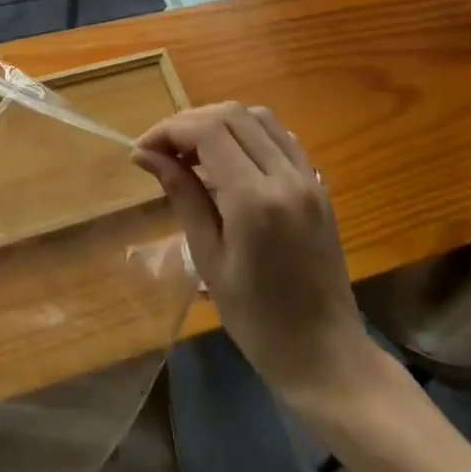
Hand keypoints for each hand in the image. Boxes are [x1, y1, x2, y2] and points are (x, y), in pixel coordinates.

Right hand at [133, 103, 370, 403]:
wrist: (326, 357)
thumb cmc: (258, 321)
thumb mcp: (209, 260)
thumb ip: (183, 196)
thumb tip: (147, 155)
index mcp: (255, 200)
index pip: (208, 131)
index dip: (170, 129)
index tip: (143, 150)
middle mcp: (285, 177)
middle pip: (232, 115)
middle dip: (190, 122)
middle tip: (163, 149)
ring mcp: (307, 178)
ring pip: (258, 117)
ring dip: (220, 121)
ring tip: (193, 150)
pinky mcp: (318, 185)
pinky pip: (281, 136)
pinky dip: (250, 133)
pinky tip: (231, 157)